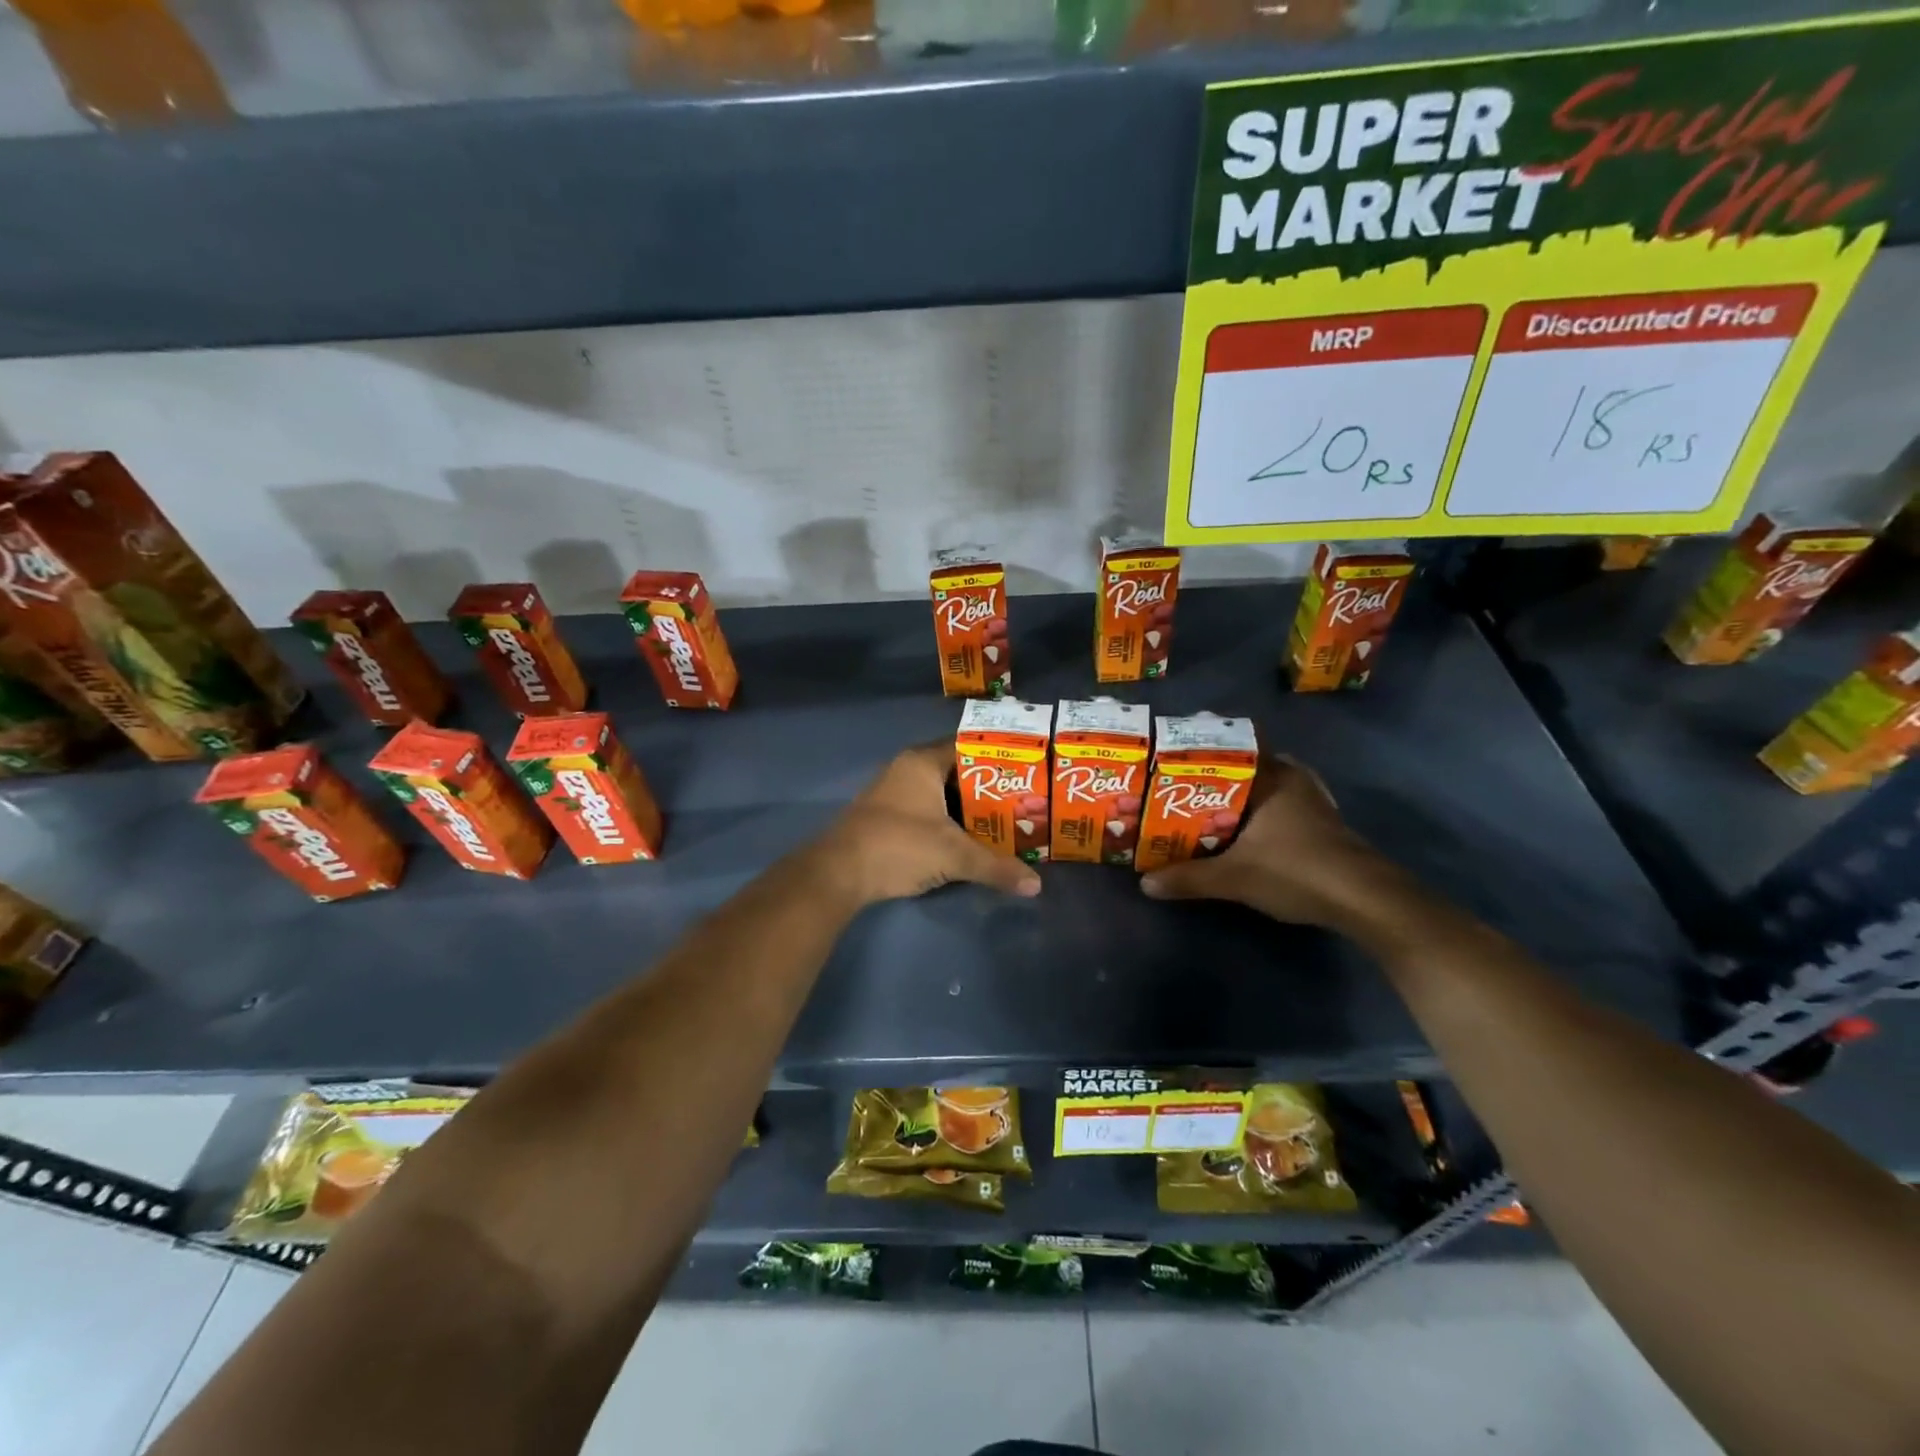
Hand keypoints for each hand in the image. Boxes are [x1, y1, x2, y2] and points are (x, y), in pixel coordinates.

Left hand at [808, 744, 1043, 904]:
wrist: (838, 873)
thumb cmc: (898, 846)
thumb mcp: (953, 856)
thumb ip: (995, 866)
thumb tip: (1036, 885)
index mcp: (922, 762)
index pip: (968, 746)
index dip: (999, 756)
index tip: (1027, 770)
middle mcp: (906, 770)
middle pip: (957, 772)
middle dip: (988, 788)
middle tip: (1023, 800)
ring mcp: (893, 794)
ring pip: (940, 794)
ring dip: (967, 808)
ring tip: (1004, 821)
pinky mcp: (885, 817)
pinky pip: (927, 810)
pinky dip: (948, 821)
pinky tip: (968, 839)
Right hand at [1138, 756, 1387, 926]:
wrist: (1366, 900)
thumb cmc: (1296, 871)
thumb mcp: (1234, 877)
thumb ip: (1189, 877)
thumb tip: (1145, 883)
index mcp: (1272, 777)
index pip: (1234, 745)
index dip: (1203, 747)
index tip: (1173, 754)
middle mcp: (1294, 780)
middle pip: (1248, 766)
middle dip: (1216, 775)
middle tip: (1181, 786)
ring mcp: (1313, 802)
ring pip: (1267, 787)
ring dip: (1241, 795)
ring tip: (1206, 806)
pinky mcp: (1324, 825)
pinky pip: (1281, 806)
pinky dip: (1261, 812)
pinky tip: (1245, 831)